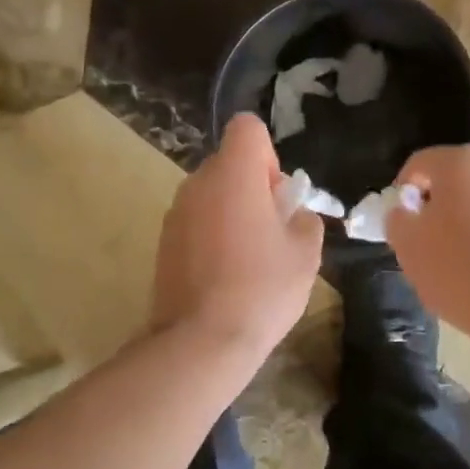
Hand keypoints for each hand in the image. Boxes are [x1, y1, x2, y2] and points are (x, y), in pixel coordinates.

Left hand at [151, 114, 322, 356]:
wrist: (203, 340)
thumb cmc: (263, 288)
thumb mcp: (306, 252)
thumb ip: (305, 219)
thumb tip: (293, 214)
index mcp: (233, 174)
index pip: (247, 128)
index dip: (269, 155)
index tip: (278, 195)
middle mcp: (197, 183)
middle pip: (229, 163)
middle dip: (253, 186)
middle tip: (273, 231)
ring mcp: (175, 213)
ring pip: (211, 194)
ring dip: (232, 211)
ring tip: (250, 258)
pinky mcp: (163, 243)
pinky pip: (195, 222)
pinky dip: (212, 235)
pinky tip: (226, 275)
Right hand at [386, 147, 469, 339]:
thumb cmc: (464, 274)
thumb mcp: (409, 249)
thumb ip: (399, 220)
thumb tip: (406, 211)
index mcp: (462, 163)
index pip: (420, 164)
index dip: (406, 192)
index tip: (405, 224)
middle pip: (461, 178)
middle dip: (446, 204)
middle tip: (438, 243)